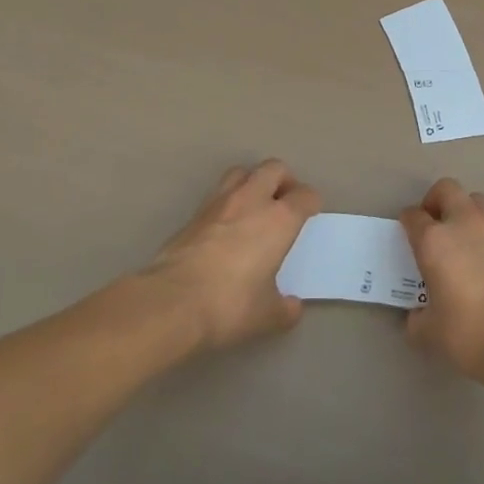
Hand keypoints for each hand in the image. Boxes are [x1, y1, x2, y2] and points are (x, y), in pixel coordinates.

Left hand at [143, 160, 320, 349]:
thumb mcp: (266, 315)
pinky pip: (217, 194)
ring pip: (242, 172)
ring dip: (253, 182)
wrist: (172, 302)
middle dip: (284, 180)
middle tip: (285, 202)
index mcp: (279, 220)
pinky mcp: (193, 214)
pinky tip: (226, 226)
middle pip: (274, 168)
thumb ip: (284, 308)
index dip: (311, 202)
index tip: (310, 213)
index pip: (305, 196)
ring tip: (254, 206)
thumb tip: (292, 306)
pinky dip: (228, 201)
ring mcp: (219, 202)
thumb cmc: (230, 305)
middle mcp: (252, 200)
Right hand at [400, 179, 483, 384]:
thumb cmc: (467, 332)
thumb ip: (418, 318)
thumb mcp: (429, 332)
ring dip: (464, 213)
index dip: (407, 222)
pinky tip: (483, 267)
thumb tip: (418, 316)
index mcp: (434, 240)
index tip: (406, 234)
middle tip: (432, 226)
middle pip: (447, 189)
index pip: (414, 216)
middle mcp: (463, 225)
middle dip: (436, 201)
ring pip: (476, 202)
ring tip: (460, 241)